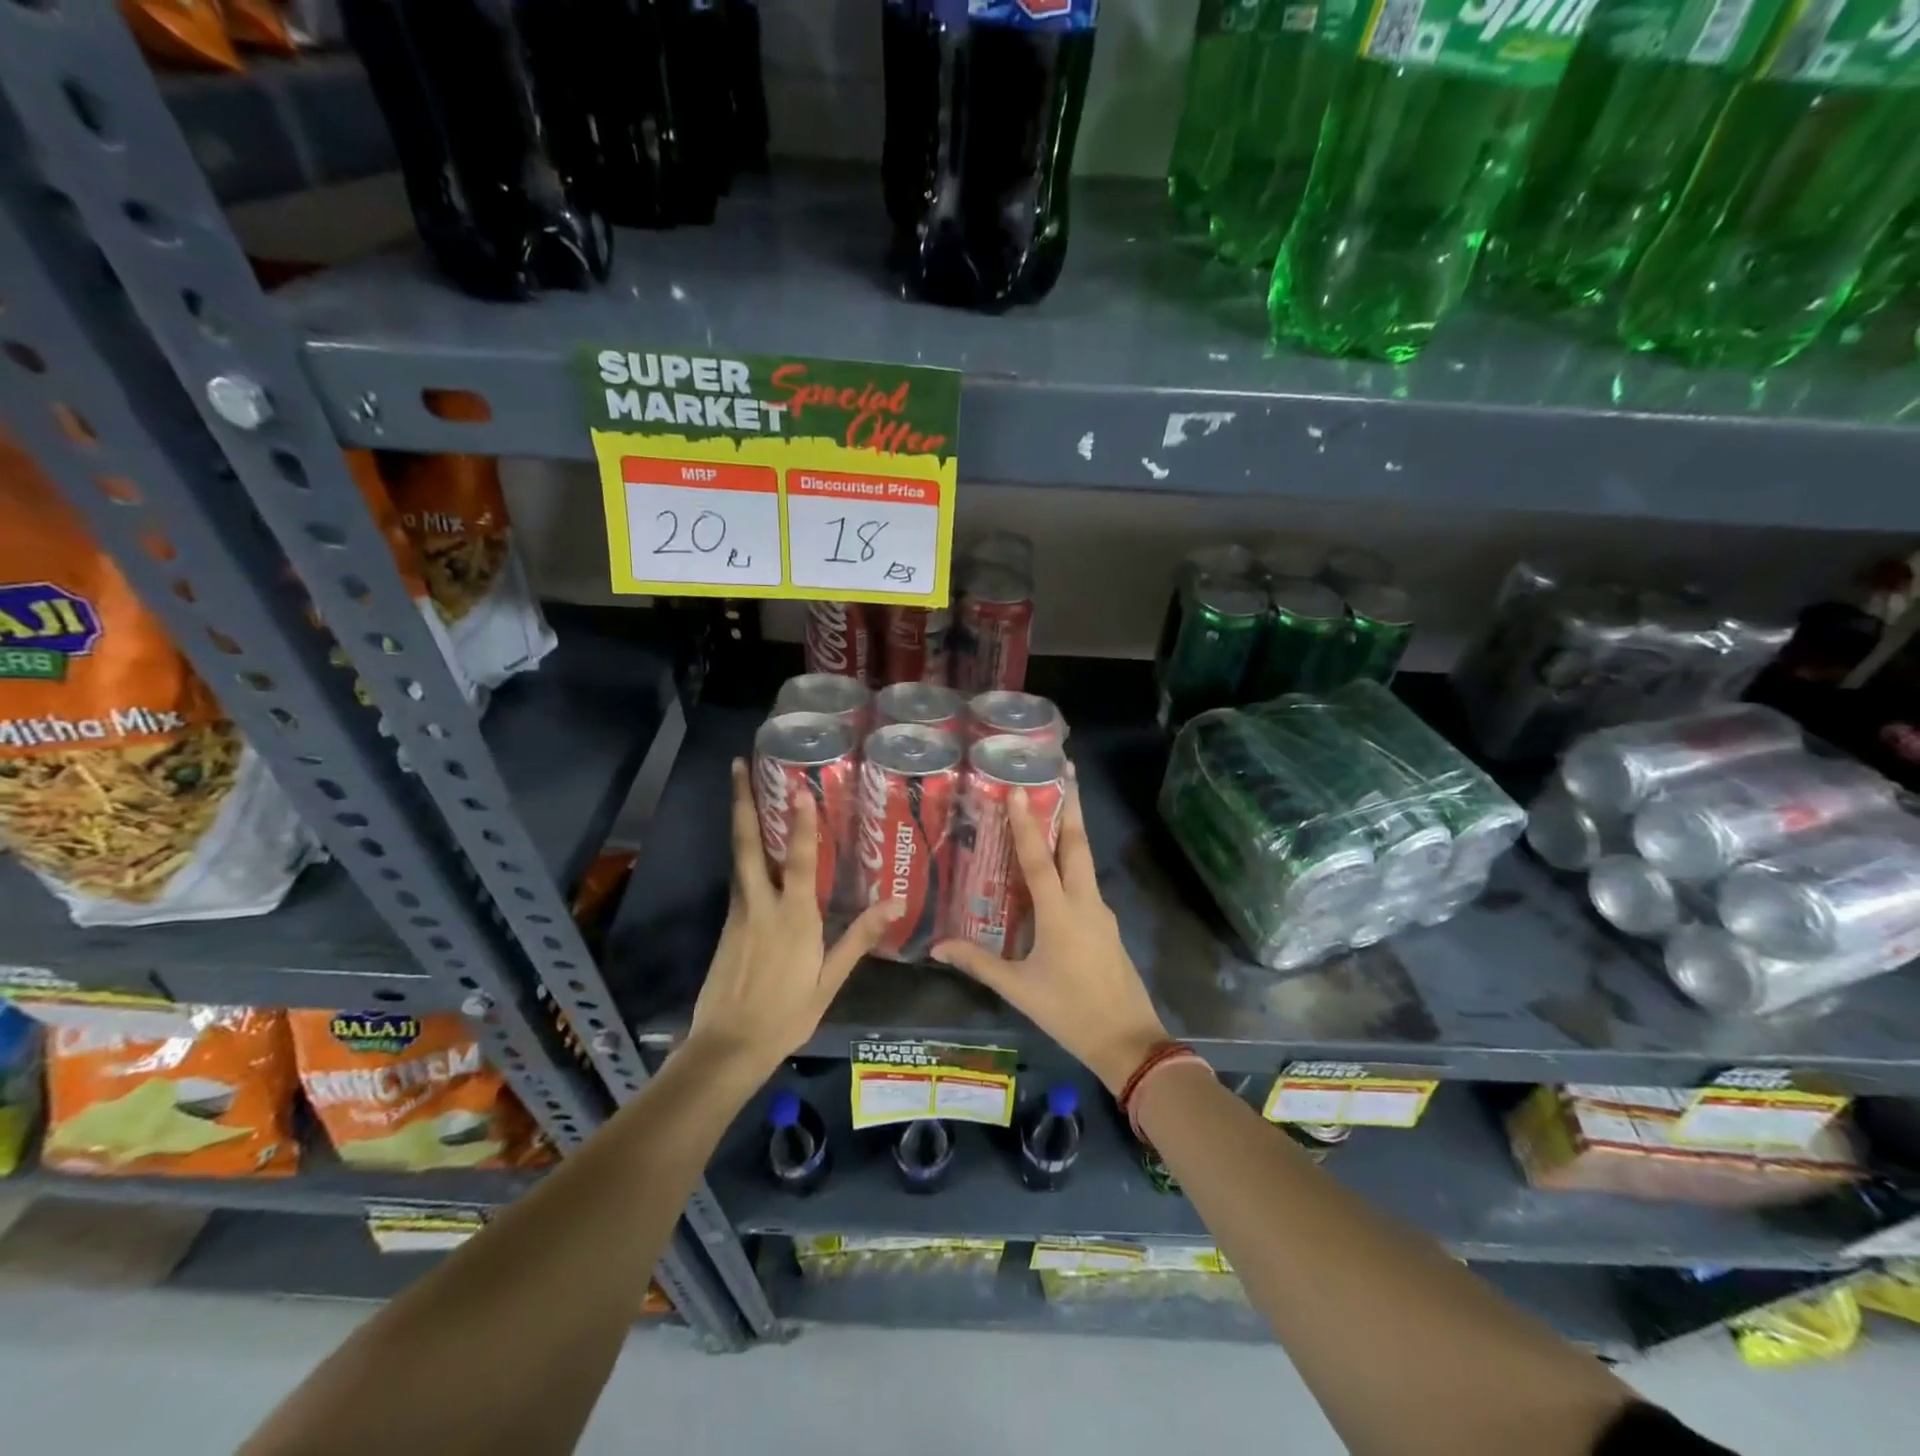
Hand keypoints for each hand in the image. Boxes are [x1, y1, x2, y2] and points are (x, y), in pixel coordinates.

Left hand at [687, 760, 899, 1076]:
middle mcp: (760, 905)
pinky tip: (754, 849)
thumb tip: (895, 903)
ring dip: (741, 820)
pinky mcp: (727, 925)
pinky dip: (744, 853)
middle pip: (747, 844)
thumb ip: (859, 938)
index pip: (797, 861)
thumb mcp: (829, 980)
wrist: (726, 1047)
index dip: (799, 823)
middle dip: (742, 802)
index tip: (798, 787)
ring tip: (744, 789)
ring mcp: (738, 913)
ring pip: (738, 857)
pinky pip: (739, 879)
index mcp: (792, 918)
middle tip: (736, 764)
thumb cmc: (786, 1014)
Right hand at [933, 772, 1168, 1092]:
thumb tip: (937, 947)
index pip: (1038, 860)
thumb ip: (978, 963)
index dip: (1027, 823)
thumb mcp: (1018, 989)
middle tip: (1065, 769)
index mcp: (1060, 915)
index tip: (1021, 788)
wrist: (1128, 1041)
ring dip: (1072, 829)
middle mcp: (1085, 902)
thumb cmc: (1069, 1012)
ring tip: (1057, 805)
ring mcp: (1101, 912)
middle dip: (1072, 805)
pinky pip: (1086, 881)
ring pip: (1085, 859)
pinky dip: (1072, 861)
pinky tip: (1057, 867)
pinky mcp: (1107, 923)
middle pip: (1077, 844)